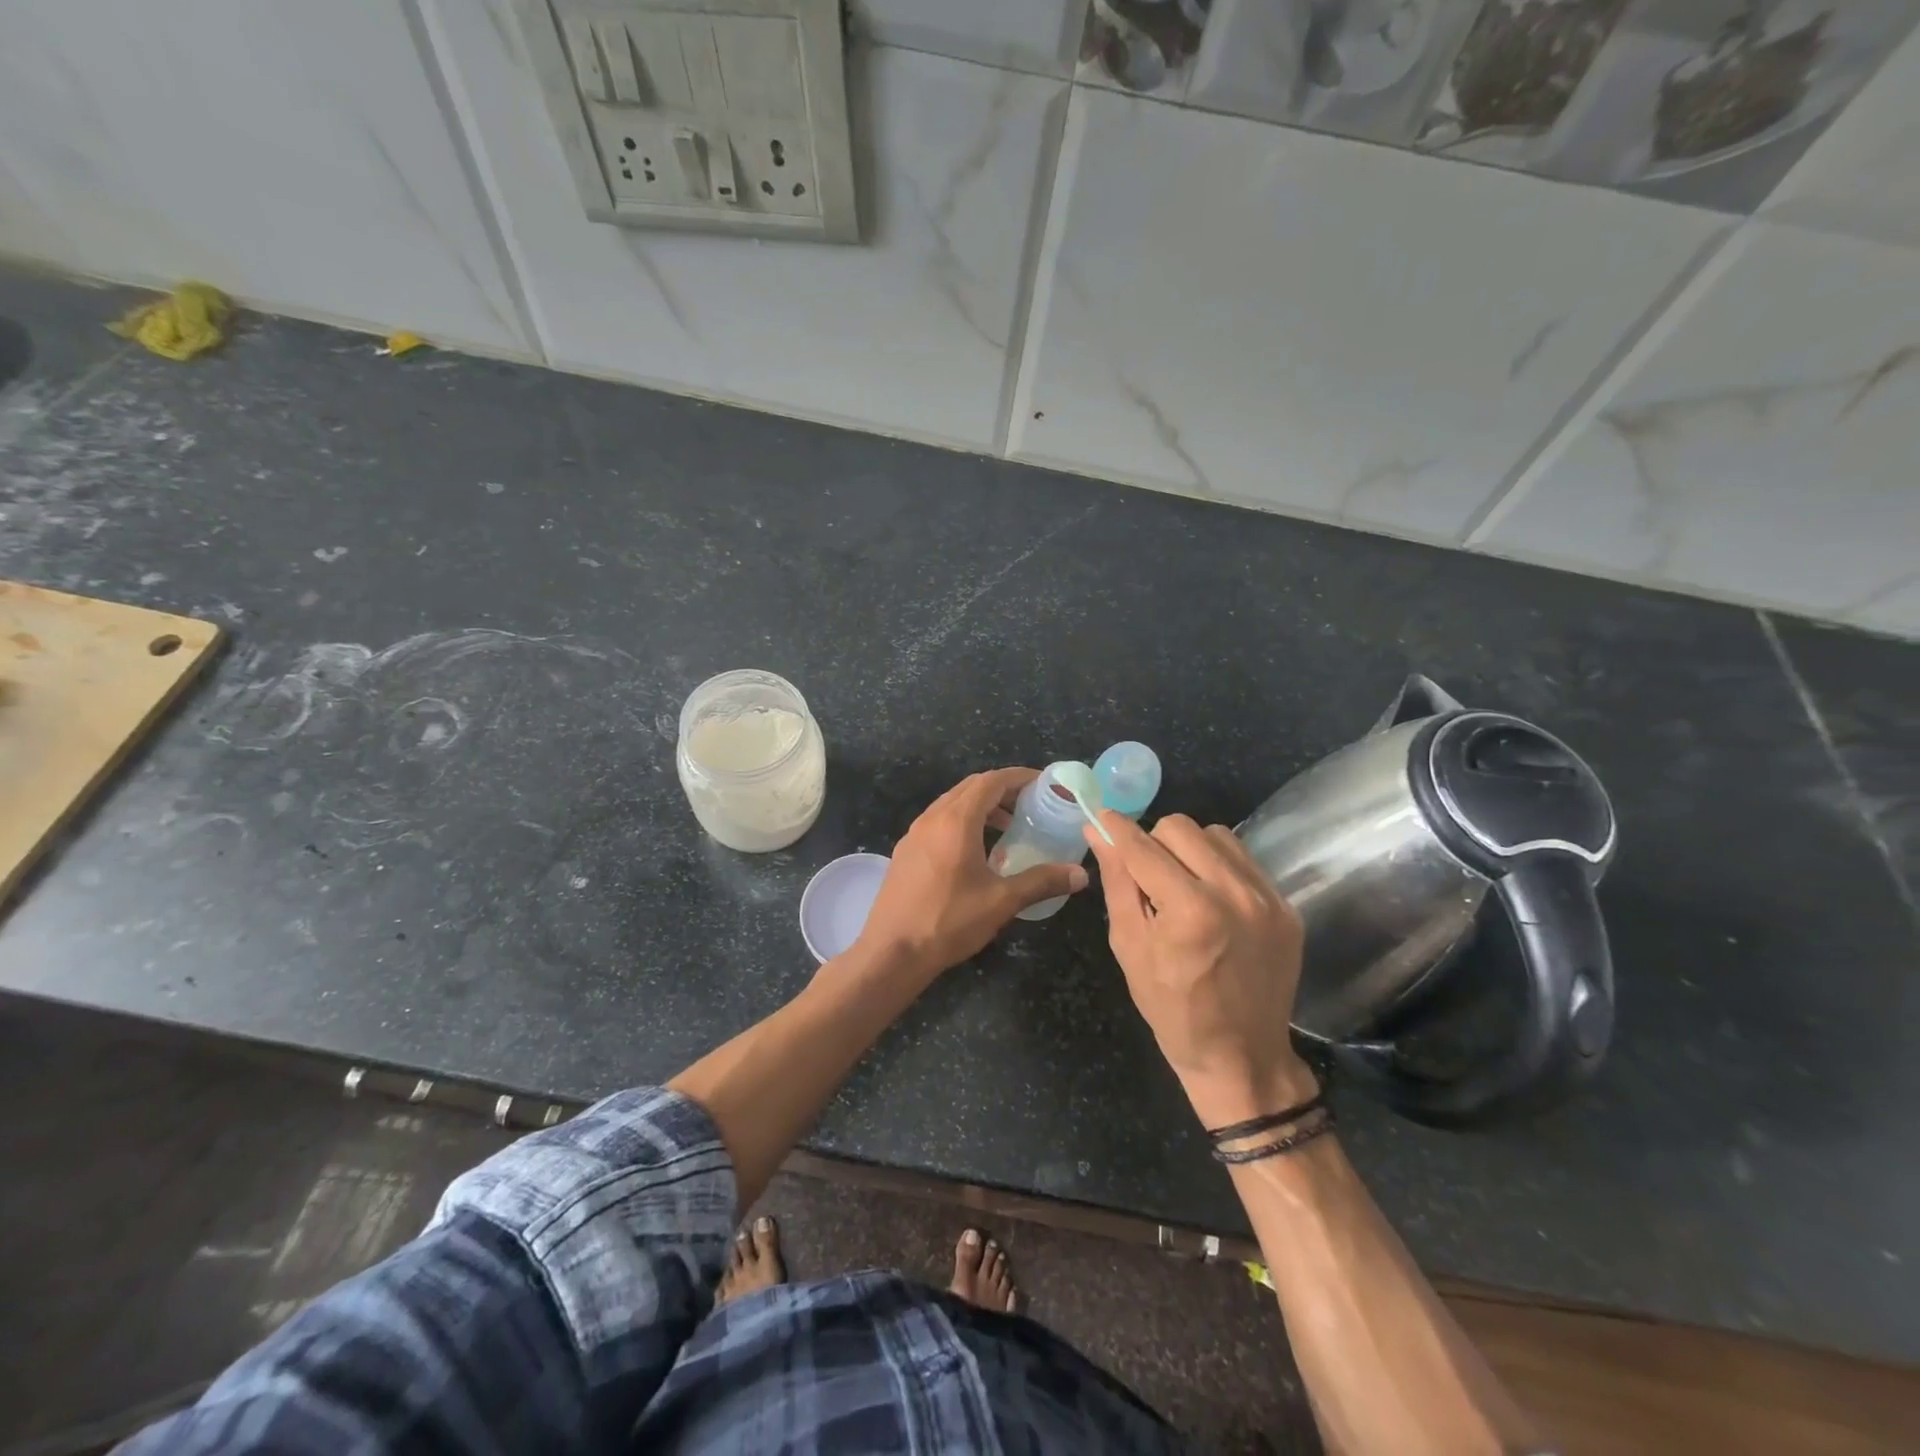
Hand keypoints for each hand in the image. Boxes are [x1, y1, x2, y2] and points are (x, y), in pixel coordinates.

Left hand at [855, 768, 1088, 978]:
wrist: (892, 952)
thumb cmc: (948, 921)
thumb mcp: (1002, 901)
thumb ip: (1042, 882)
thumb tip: (1080, 874)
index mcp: (956, 821)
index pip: (991, 781)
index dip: (1019, 777)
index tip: (1044, 784)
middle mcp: (932, 818)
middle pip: (971, 787)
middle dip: (1002, 789)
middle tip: (1031, 805)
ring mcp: (914, 834)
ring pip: (952, 803)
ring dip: (981, 806)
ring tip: (1007, 828)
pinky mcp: (905, 851)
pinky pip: (938, 822)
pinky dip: (962, 822)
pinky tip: (975, 851)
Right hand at [1083, 812, 1316, 1124]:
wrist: (1243, 1056)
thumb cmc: (1172, 1009)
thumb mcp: (1130, 947)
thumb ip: (1117, 882)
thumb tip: (1098, 831)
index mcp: (1189, 910)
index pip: (1142, 846)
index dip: (1116, 828)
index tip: (1101, 818)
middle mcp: (1233, 893)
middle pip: (1180, 827)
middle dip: (1153, 842)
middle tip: (1146, 874)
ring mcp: (1267, 898)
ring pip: (1215, 835)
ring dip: (1188, 849)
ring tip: (1181, 884)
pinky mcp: (1286, 906)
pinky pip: (1244, 859)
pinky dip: (1219, 866)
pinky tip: (1211, 897)